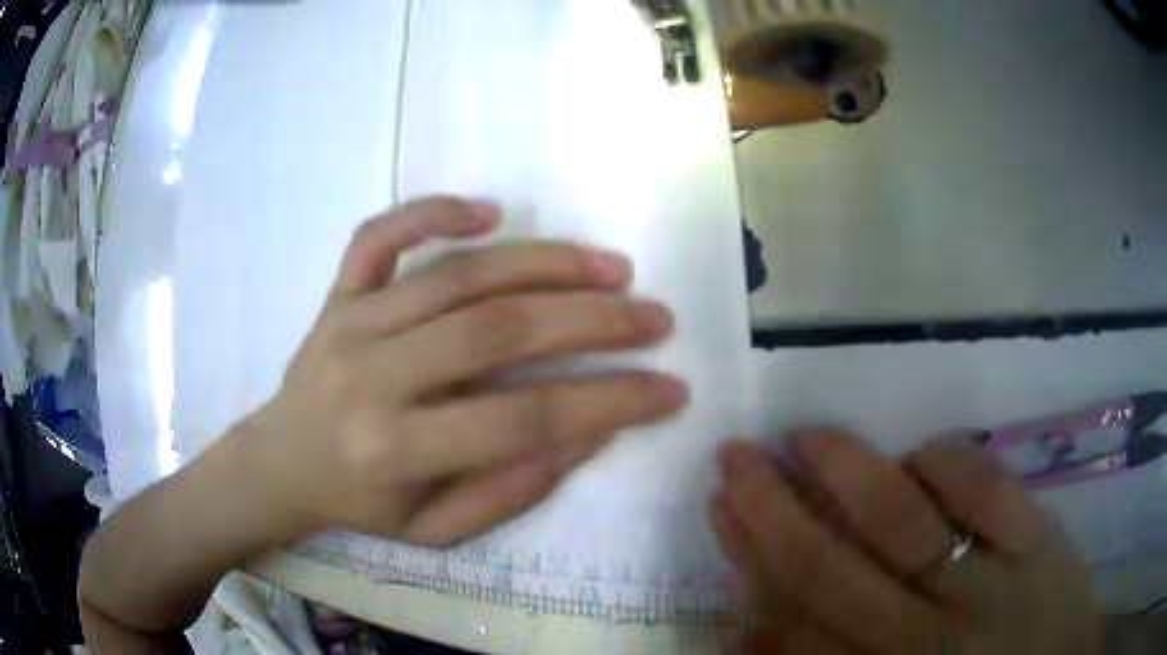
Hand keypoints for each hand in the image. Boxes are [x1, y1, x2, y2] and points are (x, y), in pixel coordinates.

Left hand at [248, 197, 688, 546]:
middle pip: (497, 330)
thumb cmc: (361, 504)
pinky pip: (379, 235)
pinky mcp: (338, 292)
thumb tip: (589, 431)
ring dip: (545, 263)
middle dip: (593, 320)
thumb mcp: (436, 531)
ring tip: (612, 267)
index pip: (523, 418)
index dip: (609, 402)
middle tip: (655, 317)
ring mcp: (351, 321)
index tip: (669, 390)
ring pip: (458, 274)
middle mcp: (372, 375)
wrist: (281, 461)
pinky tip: (489, 210)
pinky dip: (432, 211)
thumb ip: (511, 489)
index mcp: (395, 449)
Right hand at [710, 433, 1100, 653]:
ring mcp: (984, 583)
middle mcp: (919, 636)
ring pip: (903, 523)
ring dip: (847, 471)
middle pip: (832, 569)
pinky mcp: (1034, 541)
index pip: (792, 614)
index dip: (749, 557)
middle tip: (737, 455)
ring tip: (807, 435)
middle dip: (773, 510)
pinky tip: (920, 454)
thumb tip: (746, 634)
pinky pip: (986, 490)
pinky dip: (947, 462)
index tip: (721, 503)